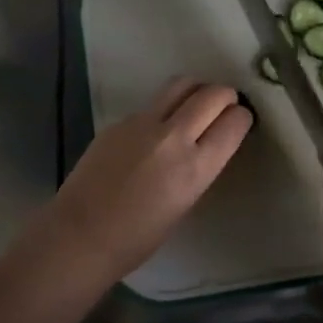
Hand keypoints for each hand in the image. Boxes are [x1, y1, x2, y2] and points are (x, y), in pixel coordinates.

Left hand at [40, 76, 252, 287]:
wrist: (80, 236)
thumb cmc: (138, 238)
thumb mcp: (185, 202)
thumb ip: (199, 167)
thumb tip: (206, 143)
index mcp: (195, 167)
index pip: (234, 121)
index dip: (241, 118)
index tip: (238, 122)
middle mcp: (173, 137)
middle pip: (212, 94)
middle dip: (225, 96)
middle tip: (223, 108)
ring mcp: (142, 124)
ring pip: (181, 84)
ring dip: (196, 90)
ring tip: (194, 106)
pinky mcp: (119, 121)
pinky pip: (151, 105)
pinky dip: (163, 110)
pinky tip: (153, 134)